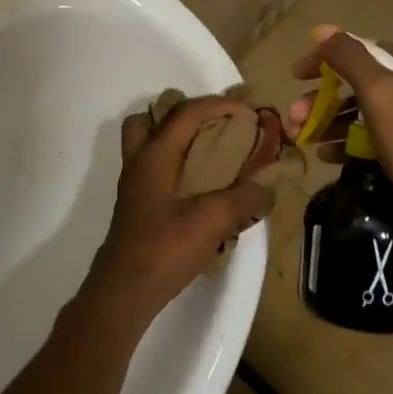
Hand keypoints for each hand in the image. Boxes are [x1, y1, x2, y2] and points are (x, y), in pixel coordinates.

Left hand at [82, 95, 273, 327]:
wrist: (124, 289)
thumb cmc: (164, 248)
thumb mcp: (212, 221)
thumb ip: (243, 198)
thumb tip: (268, 186)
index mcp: (155, 154)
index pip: (186, 113)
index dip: (218, 104)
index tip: (248, 110)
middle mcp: (139, 161)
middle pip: (153, 118)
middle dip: (187, 114)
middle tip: (218, 125)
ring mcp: (134, 183)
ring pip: (147, 142)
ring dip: (175, 138)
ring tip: (208, 152)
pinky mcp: (136, 204)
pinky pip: (153, 166)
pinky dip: (174, 163)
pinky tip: (199, 186)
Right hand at [285, 27, 392, 245]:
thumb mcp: (384, 97)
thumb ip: (352, 59)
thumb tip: (323, 30)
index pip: (360, 50)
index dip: (323, 60)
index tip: (294, 78)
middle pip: (360, 82)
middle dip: (323, 98)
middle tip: (294, 118)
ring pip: (366, 111)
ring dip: (331, 122)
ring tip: (304, 140)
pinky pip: (377, 138)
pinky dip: (351, 143)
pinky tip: (329, 157)